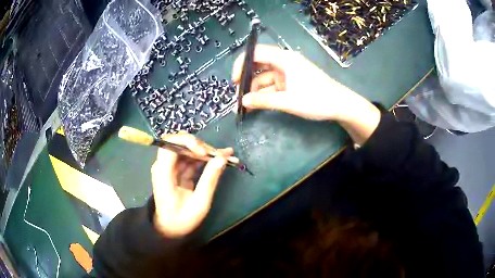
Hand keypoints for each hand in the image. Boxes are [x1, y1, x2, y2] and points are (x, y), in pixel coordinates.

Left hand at [150, 132, 232, 237]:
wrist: (170, 229)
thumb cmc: (182, 220)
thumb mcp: (199, 203)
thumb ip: (209, 180)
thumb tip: (222, 159)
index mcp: (163, 173)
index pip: (170, 145)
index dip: (187, 143)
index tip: (205, 153)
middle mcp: (164, 166)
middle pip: (180, 144)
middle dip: (202, 147)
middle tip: (222, 155)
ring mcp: (171, 167)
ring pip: (188, 149)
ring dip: (206, 151)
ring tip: (227, 155)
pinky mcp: (178, 170)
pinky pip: (191, 158)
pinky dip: (205, 158)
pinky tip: (220, 159)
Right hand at [232, 44, 380, 144]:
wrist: (341, 106)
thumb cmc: (317, 100)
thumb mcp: (289, 102)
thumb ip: (264, 101)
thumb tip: (243, 101)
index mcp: (285, 59)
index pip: (257, 53)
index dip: (242, 63)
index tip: (234, 80)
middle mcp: (285, 62)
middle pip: (259, 65)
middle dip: (247, 79)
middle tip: (238, 96)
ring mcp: (288, 72)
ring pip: (265, 77)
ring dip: (255, 90)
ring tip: (245, 105)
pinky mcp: (291, 82)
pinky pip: (273, 85)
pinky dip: (265, 94)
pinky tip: (257, 104)